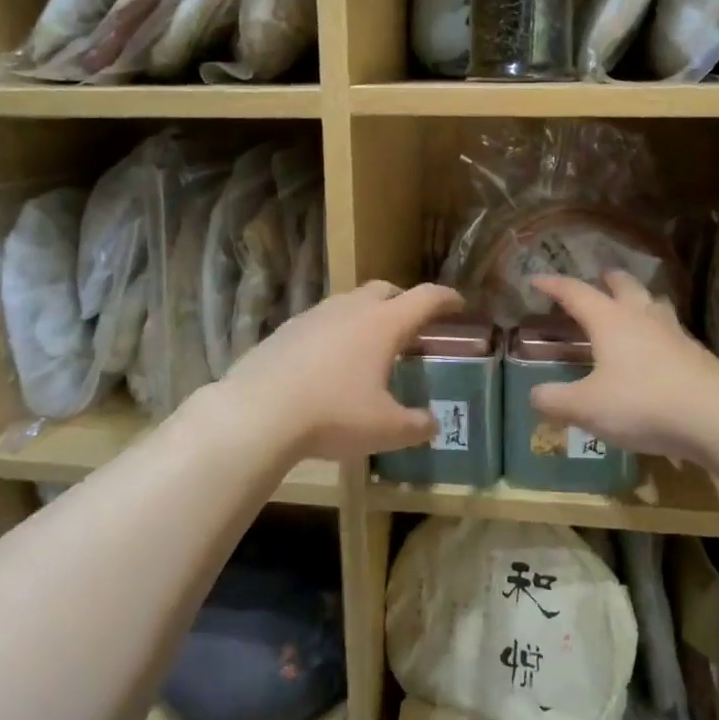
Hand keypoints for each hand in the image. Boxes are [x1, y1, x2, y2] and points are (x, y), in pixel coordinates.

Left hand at [225, 281, 464, 461]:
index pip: (425, 298)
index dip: (446, 299)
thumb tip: (432, 424)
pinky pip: (321, 321)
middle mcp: (351, 309)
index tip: (459, 304)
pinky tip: (329, 361)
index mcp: (383, 324)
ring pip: (349, 302)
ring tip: (369, 346)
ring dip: (366, 315)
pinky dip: (335, 332)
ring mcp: (315, 315)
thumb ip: (416, 425)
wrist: (259, 412)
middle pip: (385, 290)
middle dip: (403, 301)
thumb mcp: (386, 429)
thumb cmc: (334, 414)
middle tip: (411, 326)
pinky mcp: (287, 329)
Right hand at [529, 271, 718, 461]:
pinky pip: (672, 332)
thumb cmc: (642, 403)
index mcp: (610, 321)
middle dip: (608, 279)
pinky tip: (658, 349)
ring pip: (654, 304)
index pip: (576, 292)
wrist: (717, 417)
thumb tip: (535, 395)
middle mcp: (642, 318)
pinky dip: (659, 332)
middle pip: (624, 285)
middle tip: (599, 278)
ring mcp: (674, 334)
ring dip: (640, 299)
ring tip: (633, 306)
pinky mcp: (697, 355)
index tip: (537, 279)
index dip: (554, 285)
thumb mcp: (587, 407)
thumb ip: (556, 400)